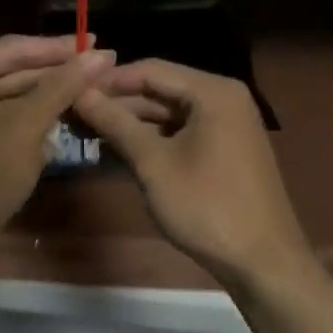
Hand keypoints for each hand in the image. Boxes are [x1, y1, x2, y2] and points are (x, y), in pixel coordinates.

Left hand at [0, 35, 115, 260]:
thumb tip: (102, 53)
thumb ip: (63, 86)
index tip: (100, 43)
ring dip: (46, 95)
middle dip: (55, 72)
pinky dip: (29, 117)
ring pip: (9, 95)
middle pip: (11, 69)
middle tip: (101, 65)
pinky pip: (1, 116)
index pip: (13, 48)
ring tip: (90, 86)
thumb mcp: (26, 126)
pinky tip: (63, 114)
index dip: (59, 47)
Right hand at [73, 59, 317, 291]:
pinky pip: (181, 132)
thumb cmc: (206, 206)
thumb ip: (116, 123)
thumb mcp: (153, 163)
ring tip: (87, 133)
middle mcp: (223, 98)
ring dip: (130, 122)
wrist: (263, 262)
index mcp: (212, 92)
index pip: (150, 70)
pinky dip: (151, 139)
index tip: (69, 92)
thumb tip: (79, 93)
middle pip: (159, 89)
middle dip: (117, 103)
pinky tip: (118, 150)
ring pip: (168, 112)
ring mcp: (226, 124)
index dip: (108, 81)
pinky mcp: (224, 149)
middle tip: (73, 115)